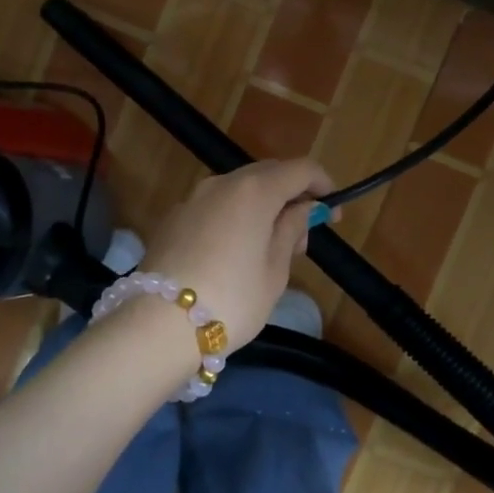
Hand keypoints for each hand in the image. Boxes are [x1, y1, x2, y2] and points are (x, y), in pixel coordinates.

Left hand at [145, 159, 332, 346]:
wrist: (160, 323)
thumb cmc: (232, 299)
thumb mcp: (275, 270)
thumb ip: (291, 230)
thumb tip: (302, 208)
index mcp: (255, 190)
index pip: (300, 169)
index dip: (323, 185)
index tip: (333, 214)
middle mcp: (222, 182)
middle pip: (267, 174)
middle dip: (291, 195)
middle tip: (303, 236)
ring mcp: (193, 198)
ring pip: (238, 189)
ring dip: (261, 206)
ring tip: (269, 248)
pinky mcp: (173, 218)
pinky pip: (214, 206)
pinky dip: (233, 217)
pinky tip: (233, 253)